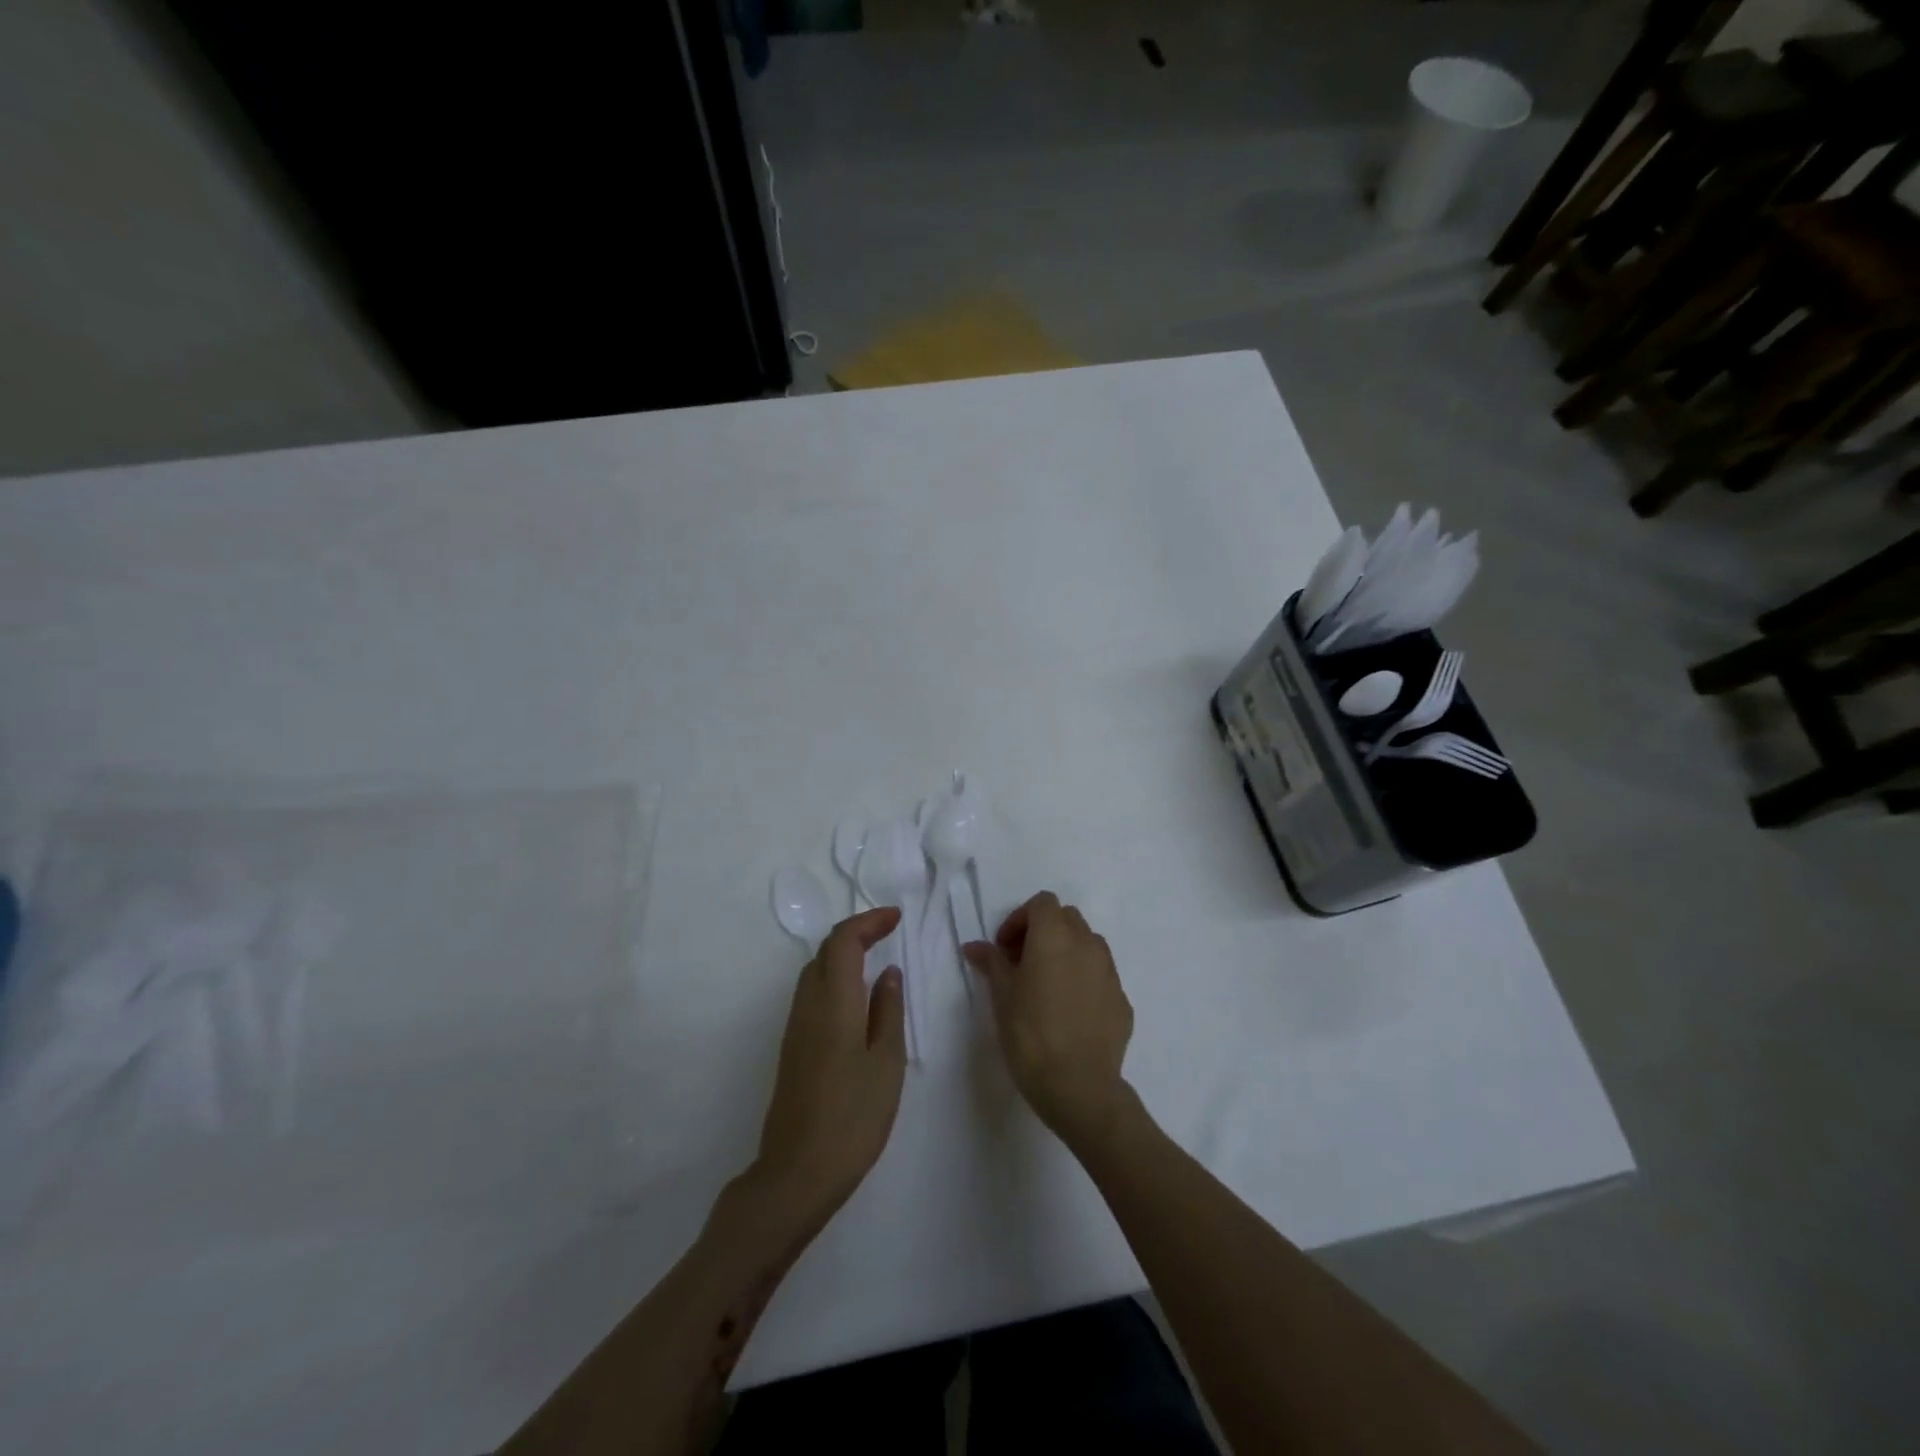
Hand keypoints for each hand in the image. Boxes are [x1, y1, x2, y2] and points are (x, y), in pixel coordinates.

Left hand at [755, 907, 907, 1228]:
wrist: (797, 1173)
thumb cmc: (852, 1117)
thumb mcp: (886, 1062)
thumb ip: (888, 1010)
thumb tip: (888, 972)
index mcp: (833, 1002)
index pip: (843, 940)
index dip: (868, 921)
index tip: (896, 918)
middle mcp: (807, 1006)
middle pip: (825, 951)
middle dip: (856, 933)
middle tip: (889, 933)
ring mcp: (795, 1027)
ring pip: (815, 972)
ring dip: (843, 955)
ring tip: (876, 959)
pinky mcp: (792, 1048)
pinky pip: (812, 994)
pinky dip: (835, 979)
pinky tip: (857, 999)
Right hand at [963, 892, 1133, 1147]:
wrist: (1079, 1086)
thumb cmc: (1030, 1035)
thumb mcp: (1002, 997)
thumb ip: (992, 963)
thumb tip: (976, 946)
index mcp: (1055, 936)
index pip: (1042, 903)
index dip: (1020, 919)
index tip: (1005, 949)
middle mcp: (1087, 944)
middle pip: (1067, 918)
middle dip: (1044, 931)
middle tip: (1022, 963)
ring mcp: (1110, 972)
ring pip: (1088, 944)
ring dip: (1066, 952)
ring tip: (1047, 985)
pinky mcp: (1123, 1000)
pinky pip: (1100, 976)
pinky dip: (1084, 980)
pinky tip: (1069, 1012)